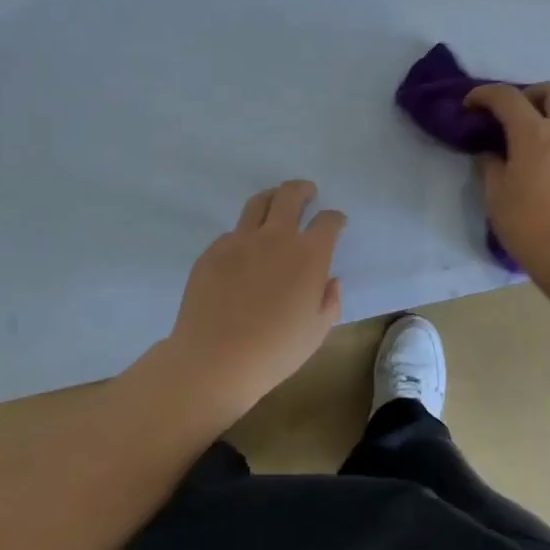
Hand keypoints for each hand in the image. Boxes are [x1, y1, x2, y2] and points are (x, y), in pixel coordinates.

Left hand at [164, 180, 346, 417]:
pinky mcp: (213, 251)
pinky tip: (244, 249)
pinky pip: (232, 232)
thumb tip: (330, 280)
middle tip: (307, 192)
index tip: (336, 222)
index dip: (335, 219)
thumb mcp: (317, 332)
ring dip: (272, 198)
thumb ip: (330, 301)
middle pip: (290, 195)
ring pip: (258, 202)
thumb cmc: (275, 351)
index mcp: (309, 255)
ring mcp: (240, 240)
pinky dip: (244, 233)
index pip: (328, 221)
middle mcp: (276, 237)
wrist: (216, 359)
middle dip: (303, 189)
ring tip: (275, 203)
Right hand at [464, 81, 549, 277]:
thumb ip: (491, 167)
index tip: (471, 105)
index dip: (485, 95)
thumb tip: (490, 154)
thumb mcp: (496, 197)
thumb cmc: (528, 226)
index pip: (507, 98)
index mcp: (533, 134)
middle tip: (517, 114)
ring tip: (549, 132)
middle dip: (533, 94)